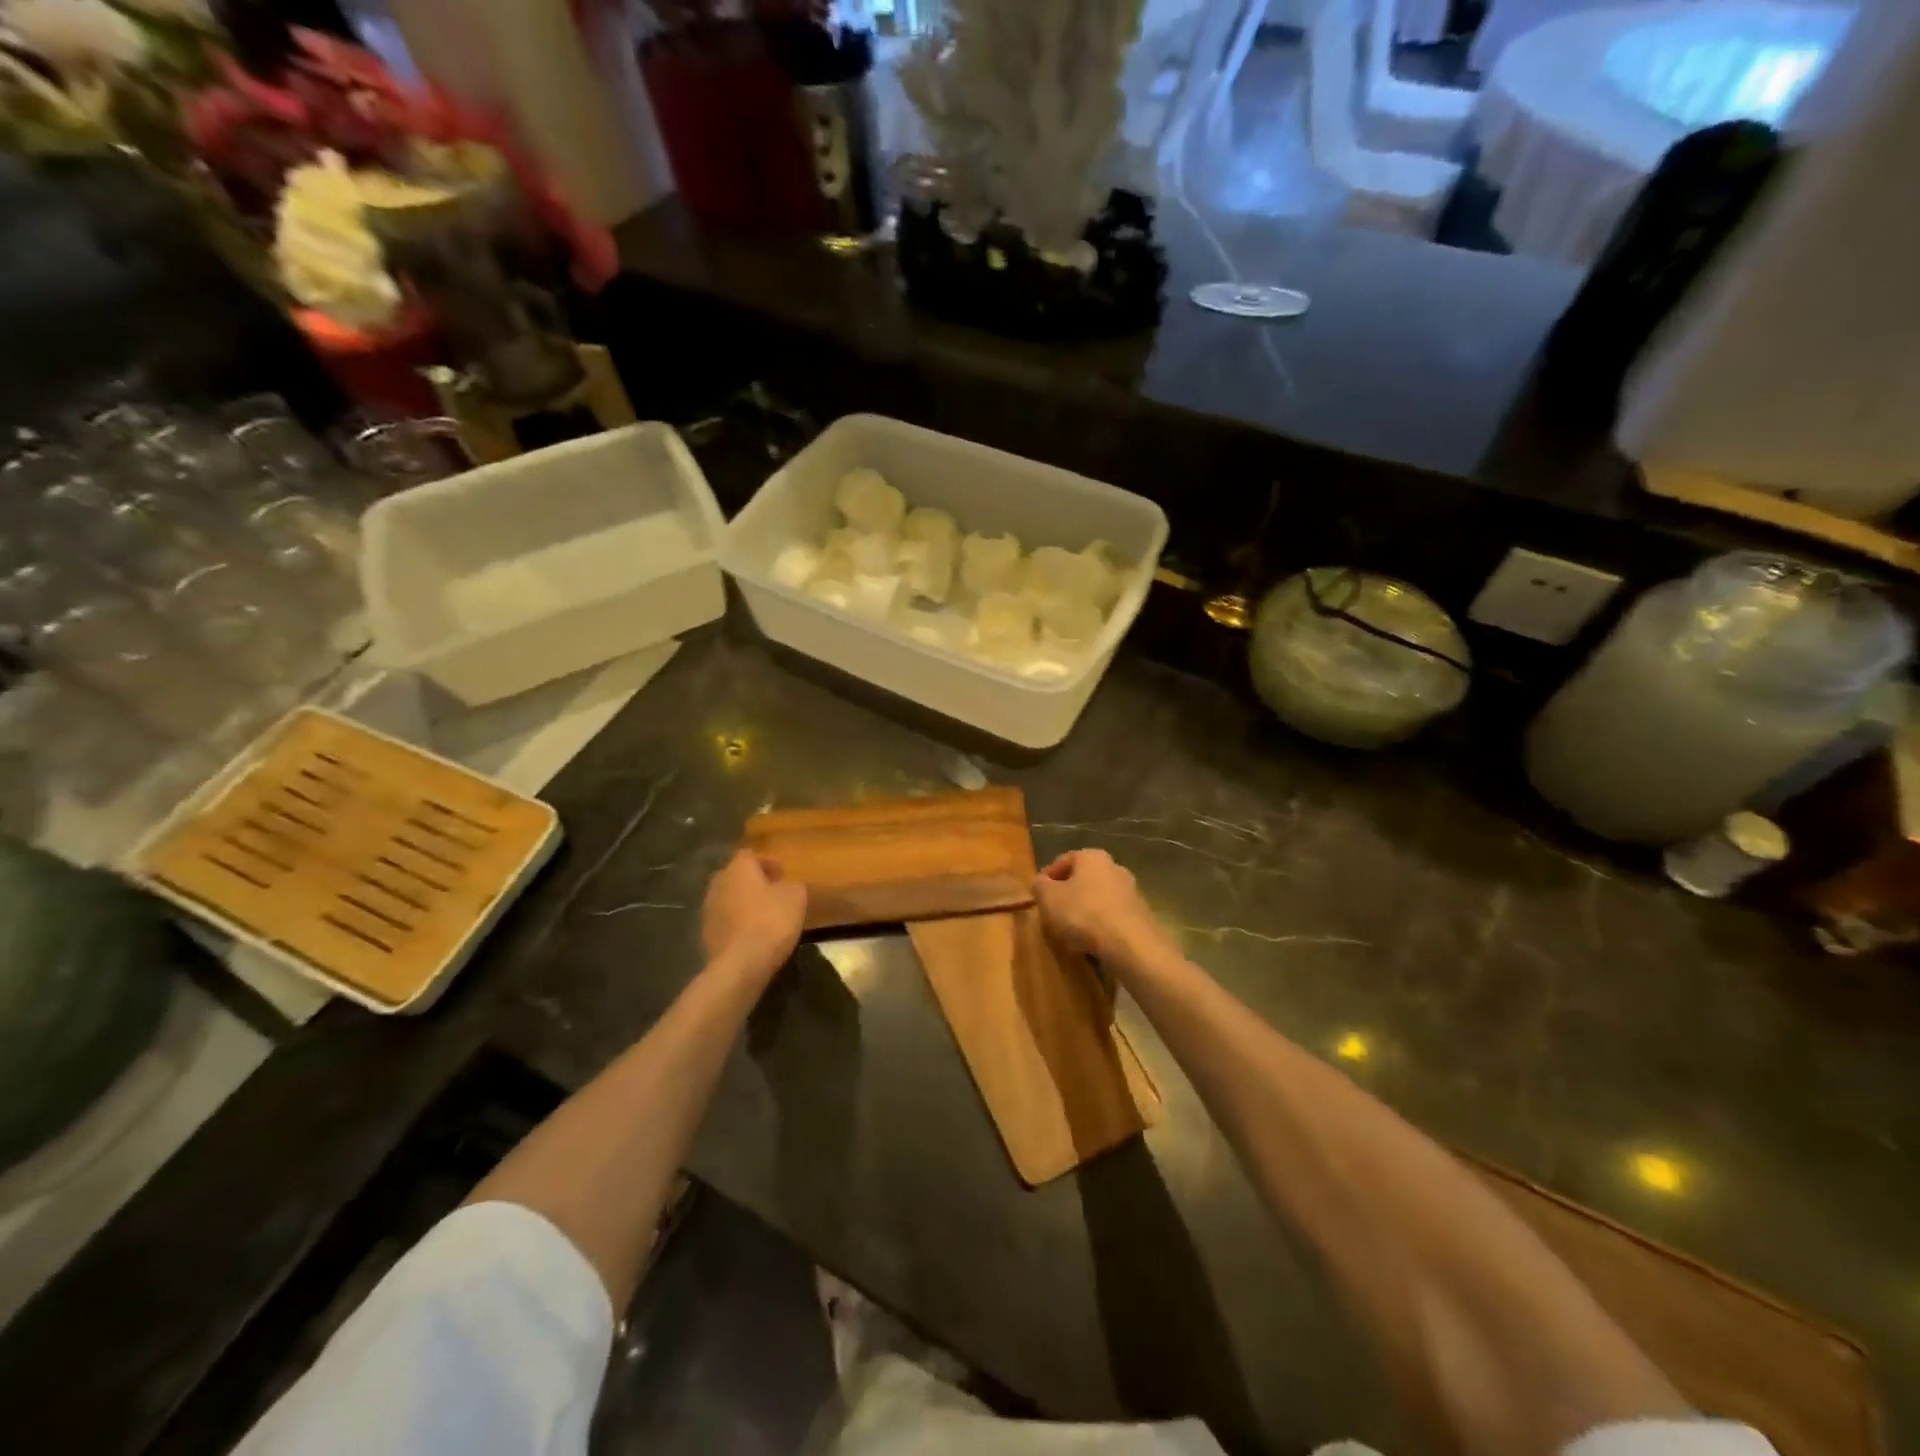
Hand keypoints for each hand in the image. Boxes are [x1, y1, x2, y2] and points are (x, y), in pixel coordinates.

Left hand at [702, 850, 806, 980]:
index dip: (767, 862)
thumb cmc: (771, 920)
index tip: (782, 874)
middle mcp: (718, 883)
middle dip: (753, 882)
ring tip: (764, 916)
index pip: (750, 855)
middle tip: (773, 893)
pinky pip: (725, 920)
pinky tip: (752, 935)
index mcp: (738, 868)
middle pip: (736, 876)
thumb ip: (792, 885)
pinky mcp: (705, 933)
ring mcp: (708, 909)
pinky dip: (737, 923)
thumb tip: (787, 886)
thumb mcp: (796, 897)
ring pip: (729, 898)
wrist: (741, 963)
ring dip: (744, 903)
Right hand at [1033, 849, 1166, 964]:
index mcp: (1091, 857)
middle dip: (1068, 895)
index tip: (1038, 896)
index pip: (1063, 860)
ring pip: (1098, 898)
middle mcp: (1114, 867)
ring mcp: (1131, 891)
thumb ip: (1040, 886)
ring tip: (1071, 932)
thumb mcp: (1048, 898)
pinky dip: (1100, 925)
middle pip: (1083, 879)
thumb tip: (1042, 883)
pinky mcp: (1140, 914)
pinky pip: (1112, 916)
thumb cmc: (1083, 913)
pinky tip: (1091, 941)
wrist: (1130, 944)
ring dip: (1084, 911)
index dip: (1047, 878)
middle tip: (1053, 913)